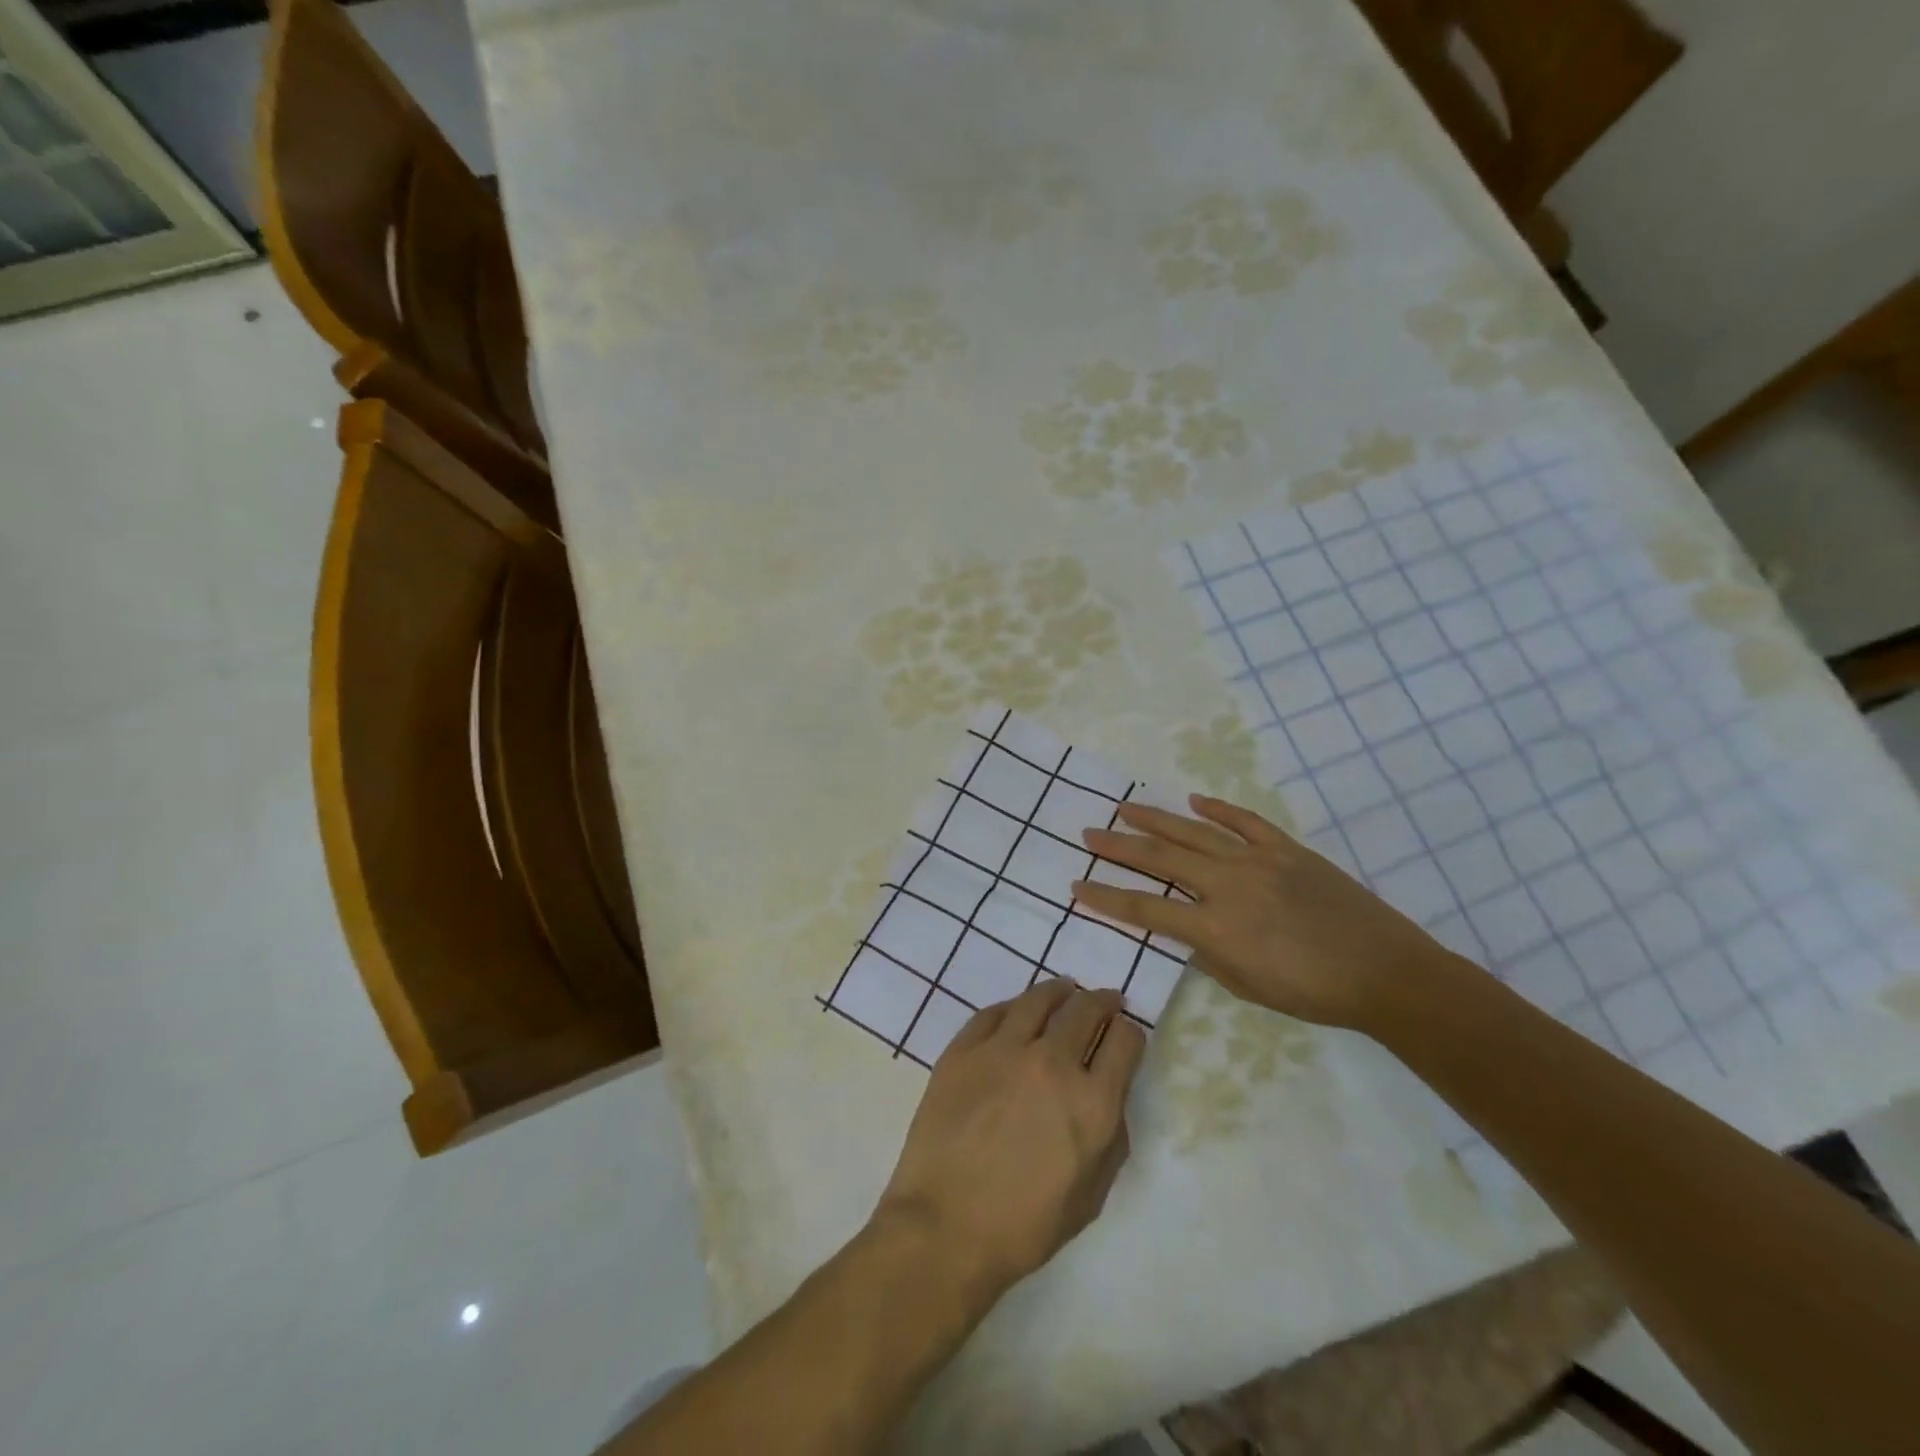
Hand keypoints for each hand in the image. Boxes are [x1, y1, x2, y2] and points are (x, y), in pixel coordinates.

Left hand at [874, 979, 1144, 1302]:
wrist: (945, 1227)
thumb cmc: (1025, 1226)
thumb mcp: (1091, 1196)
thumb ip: (1111, 1139)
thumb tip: (1108, 1096)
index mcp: (1092, 1103)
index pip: (1124, 1042)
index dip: (1130, 1033)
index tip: (1125, 1033)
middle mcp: (1053, 1063)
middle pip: (1085, 1010)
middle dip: (1102, 1001)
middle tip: (1105, 1000)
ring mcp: (1004, 1050)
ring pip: (1039, 999)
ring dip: (1059, 991)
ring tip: (1065, 989)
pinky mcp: (964, 1049)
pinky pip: (993, 1013)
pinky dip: (1013, 1007)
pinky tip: (1017, 1009)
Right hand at [1072, 794, 1459, 1030]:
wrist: (1384, 972)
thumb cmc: (1312, 992)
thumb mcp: (1247, 986)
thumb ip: (1208, 954)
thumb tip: (1187, 930)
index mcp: (1213, 926)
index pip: (1144, 907)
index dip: (1106, 897)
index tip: (1077, 886)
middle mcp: (1226, 885)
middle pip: (1160, 857)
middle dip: (1118, 846)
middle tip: (1089, 834)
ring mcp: (1257, 860)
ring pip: (1194, 832)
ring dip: (1154, 818)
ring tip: (1124, 807)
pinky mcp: (1286, 849)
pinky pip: (1245, 822)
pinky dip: (1217, 809)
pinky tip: (1193, 799)